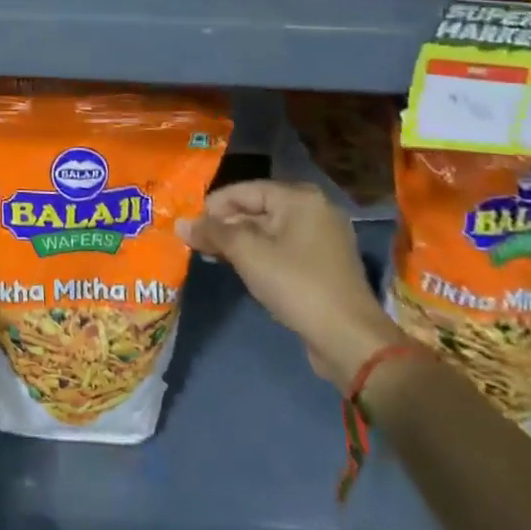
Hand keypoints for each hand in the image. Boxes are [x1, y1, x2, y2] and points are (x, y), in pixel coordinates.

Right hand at [178, 180, 405, 389]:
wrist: (350, 339)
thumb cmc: (296, 284)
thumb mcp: (247, 253)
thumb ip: (212, 233)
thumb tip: (180, 223)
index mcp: (299, 197)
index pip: (244, 190)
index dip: (213, 206)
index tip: (190, 226)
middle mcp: (314, 209)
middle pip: (257, 208)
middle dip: (226, 225)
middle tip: (198, 243)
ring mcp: (323, 237)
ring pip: (269, 230)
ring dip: (240, 242)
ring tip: (214, 256)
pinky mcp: (325, 263)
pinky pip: (284, 248)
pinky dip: (261, 254)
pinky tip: (242, 269)